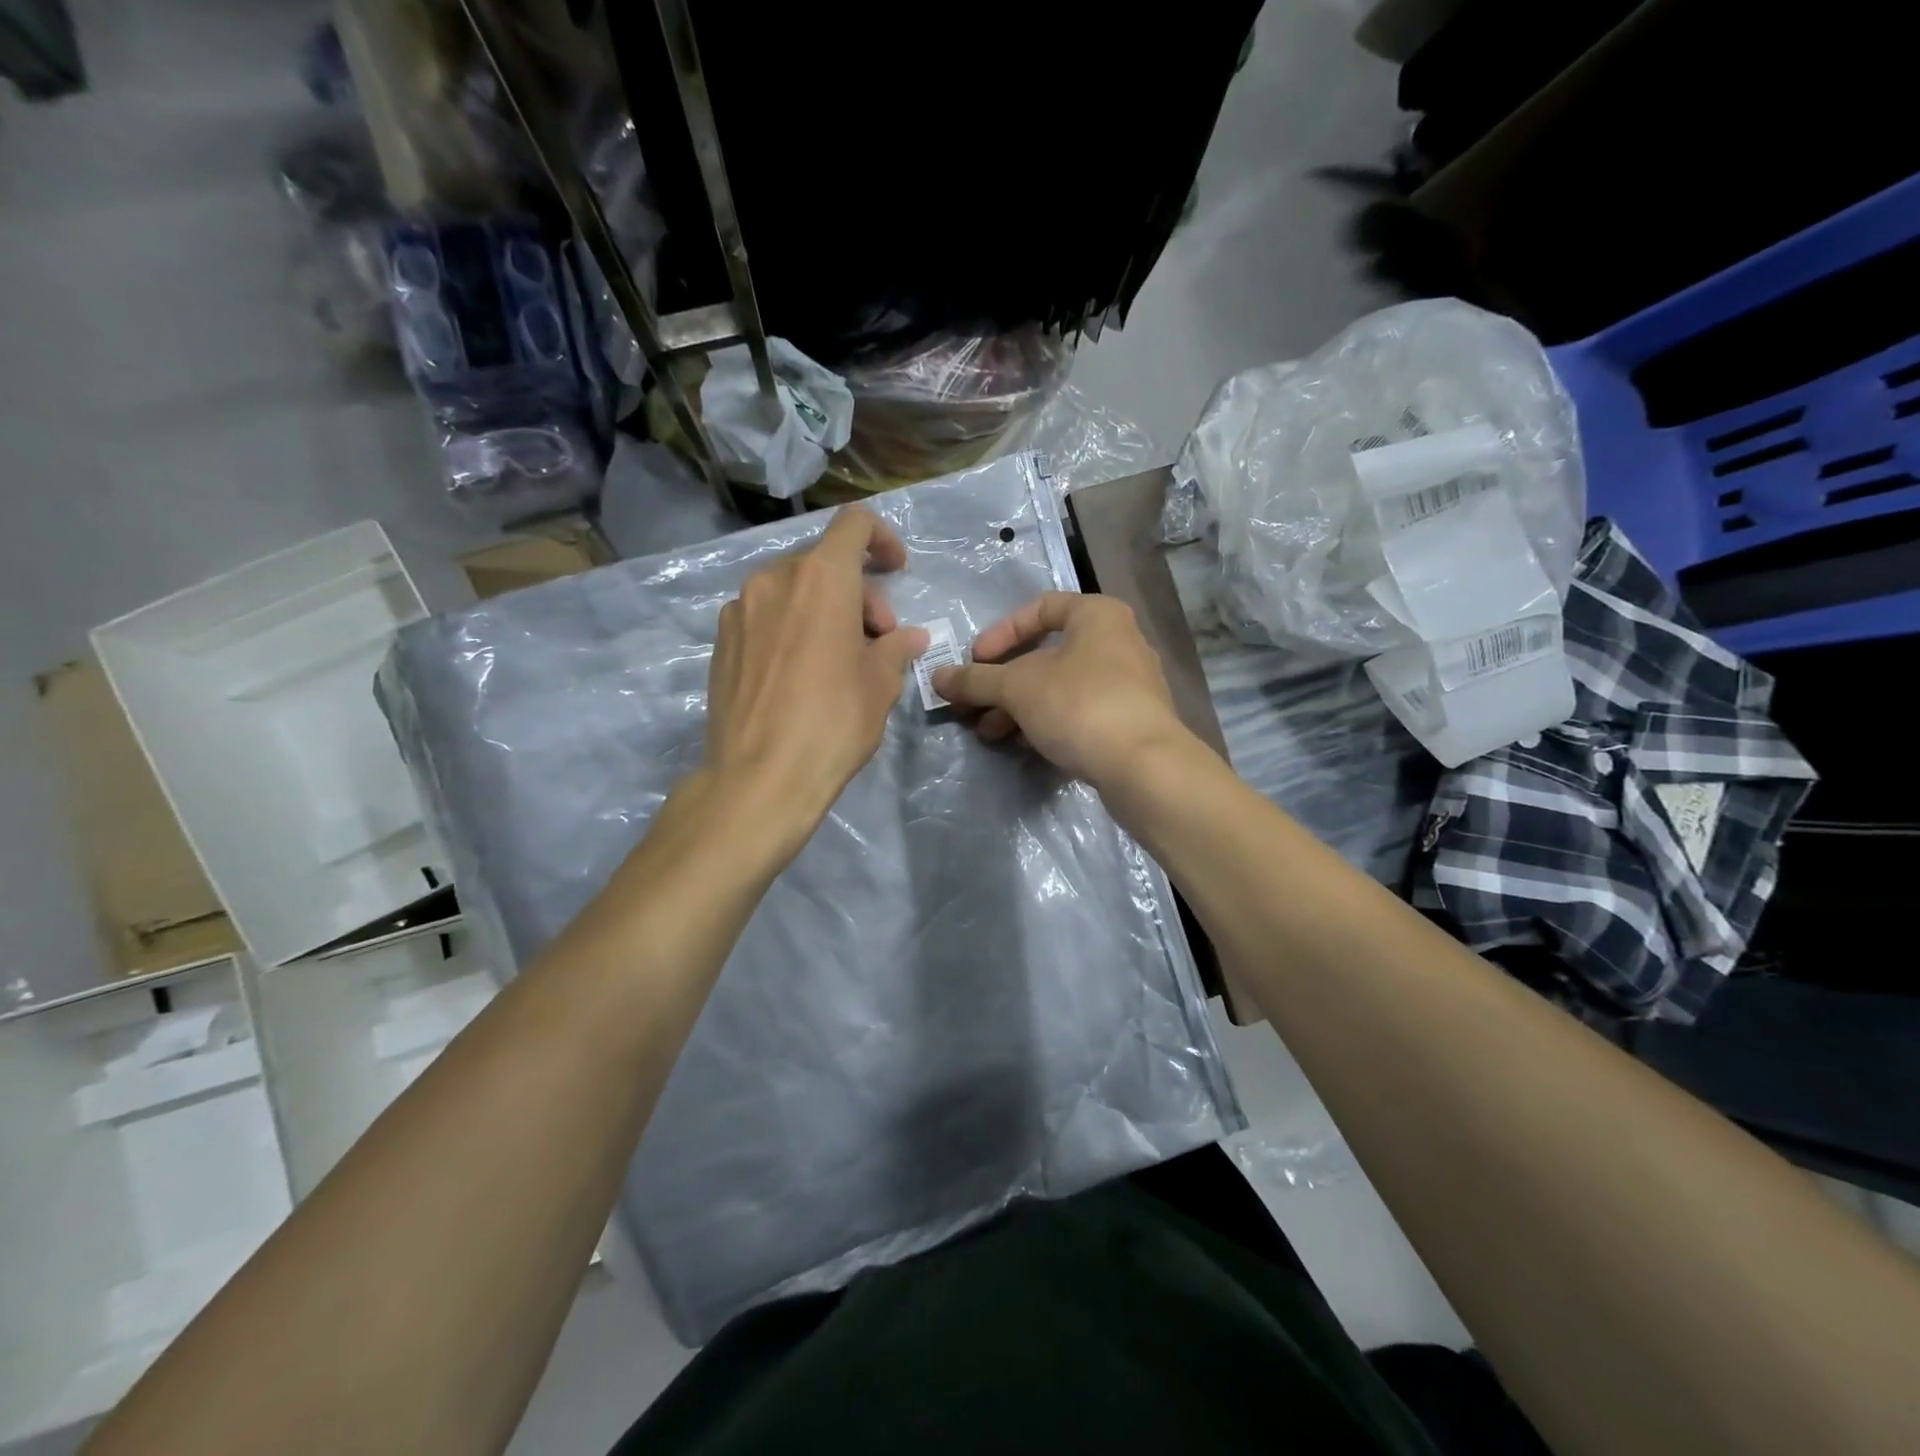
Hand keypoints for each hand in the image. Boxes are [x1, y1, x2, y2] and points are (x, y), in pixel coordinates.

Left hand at [702, 507, 926, 845]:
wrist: (759, 777)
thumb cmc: (833, 723)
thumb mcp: (880, 685)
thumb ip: (895, 649)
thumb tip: (908, 638)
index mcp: (820, 578)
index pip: (853, 524)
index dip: (882, 539)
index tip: (897, 571)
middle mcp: (773, 580)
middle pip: (824, 563)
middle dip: (858, 593)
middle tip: (876, 641)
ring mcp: (739, 609)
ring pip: (792, 590)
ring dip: (823, 610)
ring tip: (838, 659)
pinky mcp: (721, 641)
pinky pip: (765, 616)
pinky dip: (791, 627)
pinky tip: (800, 673)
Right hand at [931, 592, 1191, 788]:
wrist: (1145, 767)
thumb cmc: (1080, 706)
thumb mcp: (1017, 688)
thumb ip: (976, 680)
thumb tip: (937, 677)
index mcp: (1098, 615)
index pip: (1040, 608)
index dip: (1001, 632)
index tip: (976, 660)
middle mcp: (1119, 641)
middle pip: (1048, 653)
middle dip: (1004, 681)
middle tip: (975, 704)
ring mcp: (1129, 684)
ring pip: (1061, 686)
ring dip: (1020, 706)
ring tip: (990, 732)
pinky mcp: (1131, 721)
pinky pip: (1080, 711)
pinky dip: (1048, 721)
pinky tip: (1024, 744)